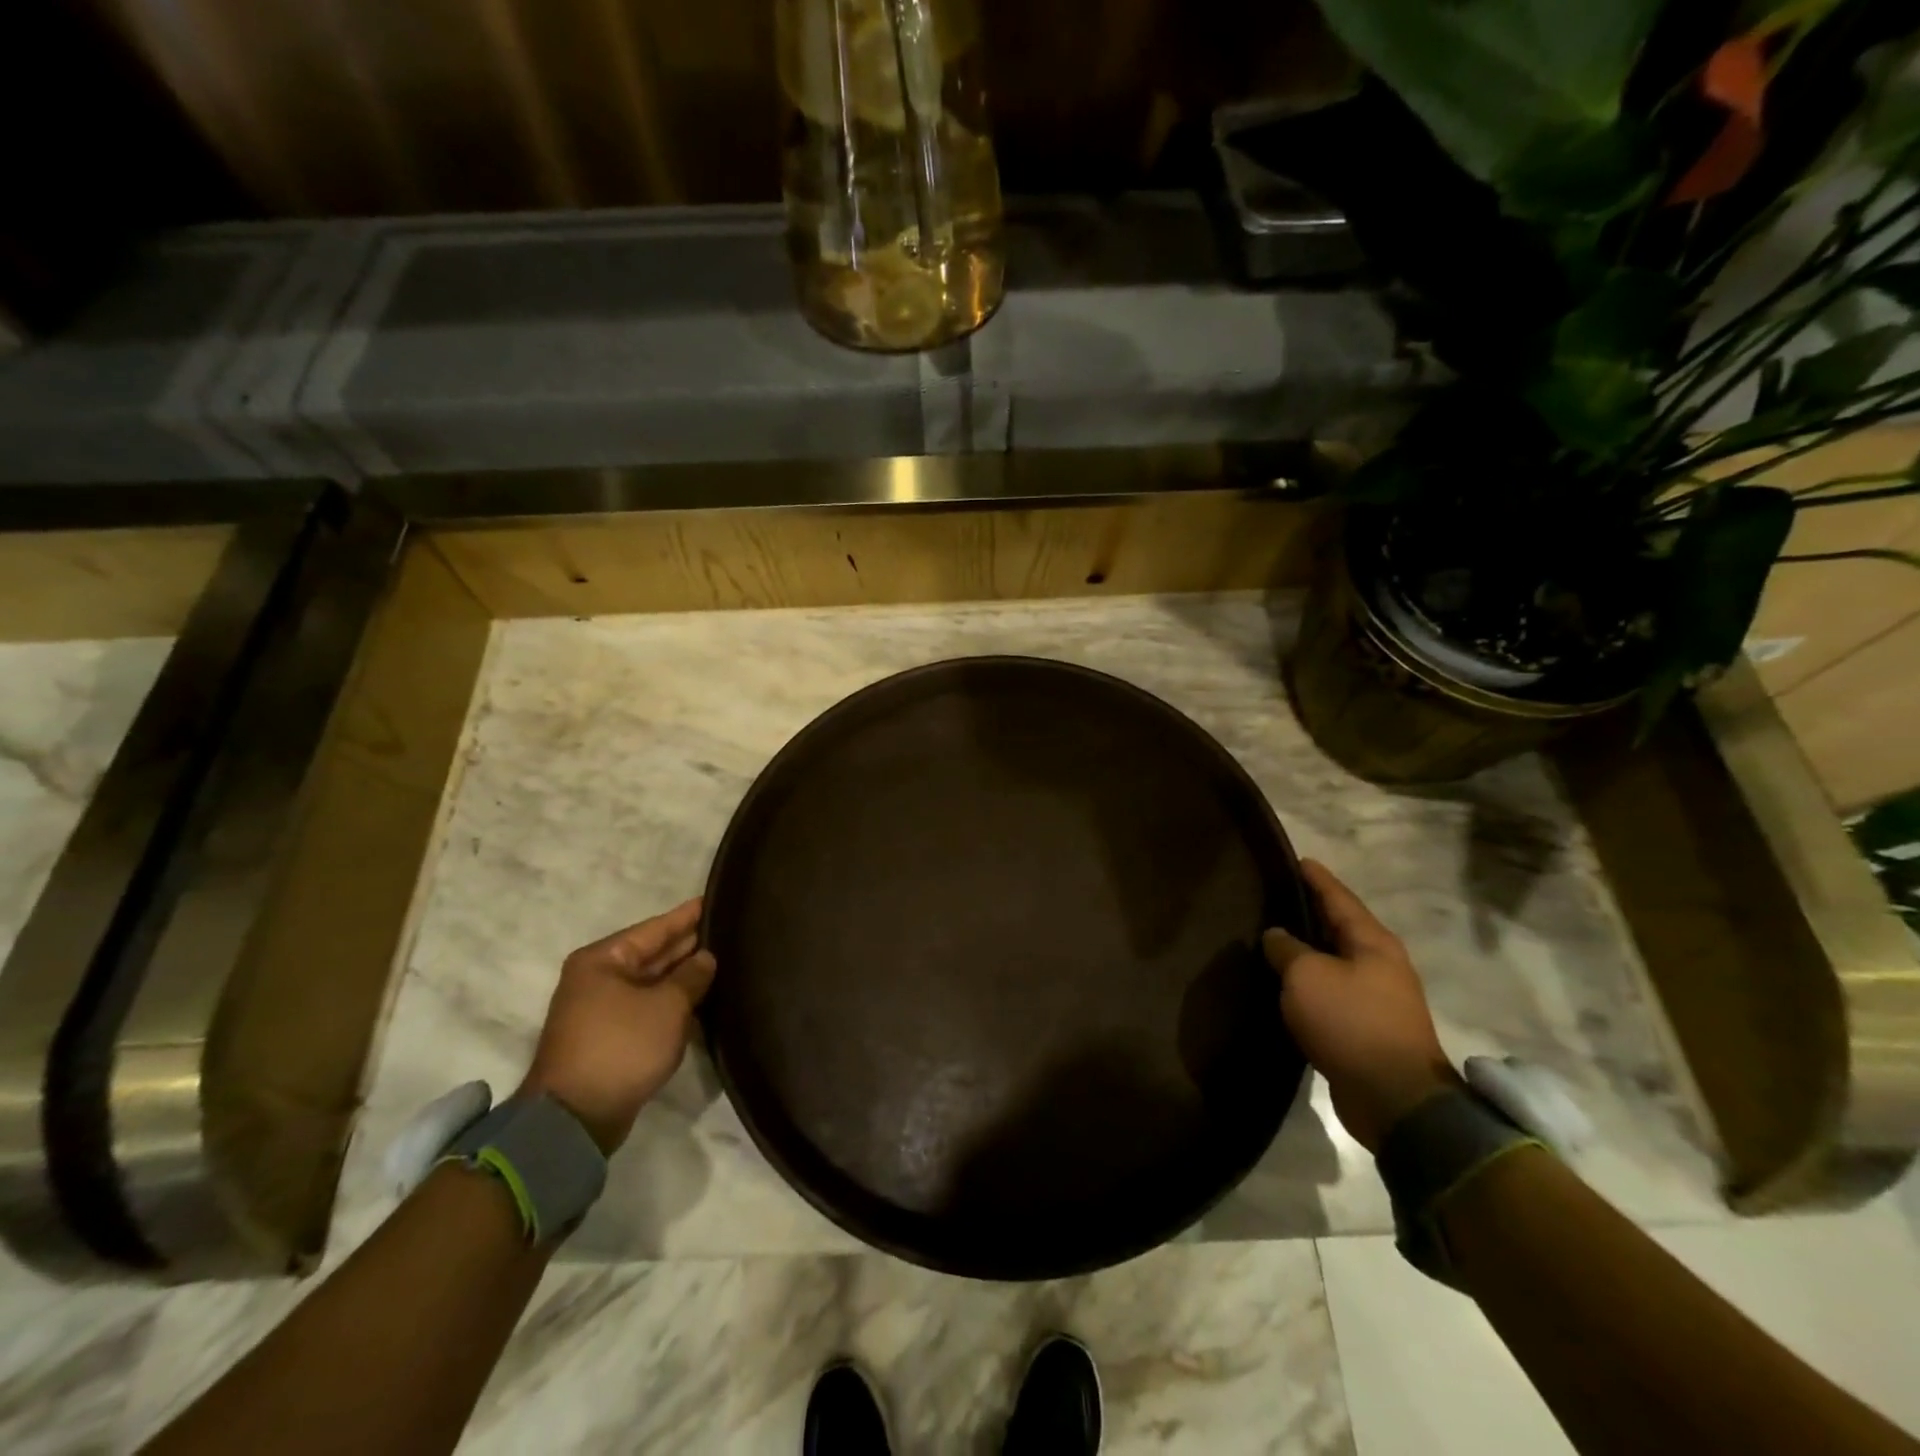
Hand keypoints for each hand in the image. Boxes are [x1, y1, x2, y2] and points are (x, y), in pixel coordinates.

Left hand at [517, 898, 717, 1154]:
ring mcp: (601, 1009)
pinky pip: (647, 1007)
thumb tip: (706, 958)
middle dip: (687, 945)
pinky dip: (671, 1002)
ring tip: (722, 960)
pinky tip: (702, 997)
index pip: (655, 928)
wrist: (575, 1118)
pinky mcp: (610, 1037)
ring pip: (651, 982)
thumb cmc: (621, 1046)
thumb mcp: (667, 1005)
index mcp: (603, 959)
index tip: (715, 900)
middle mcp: (598, 978)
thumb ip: (692, 976)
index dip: (687, 916)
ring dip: (682, 976)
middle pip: (652, 953)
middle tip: (727, 931)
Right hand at [1263, 860, 1458, 1152]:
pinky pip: (1331, 991)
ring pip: (1334, 961)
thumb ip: (1287, 949)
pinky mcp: (1366, 1028)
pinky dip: (1309, 982)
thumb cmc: (1351, 1022)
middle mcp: (1379, 963)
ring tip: (1272, 937)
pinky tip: (1285, 982)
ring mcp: (1376, 997)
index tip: (1296, 859)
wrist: (1394, 1098)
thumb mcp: (1307, 976)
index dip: (1315, 877)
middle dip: (1309, 911)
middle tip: (1273, 896)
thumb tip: (1276, 935)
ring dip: (1307, 950)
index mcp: (1371, 941)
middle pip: (1339, 927)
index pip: (1338, 897)